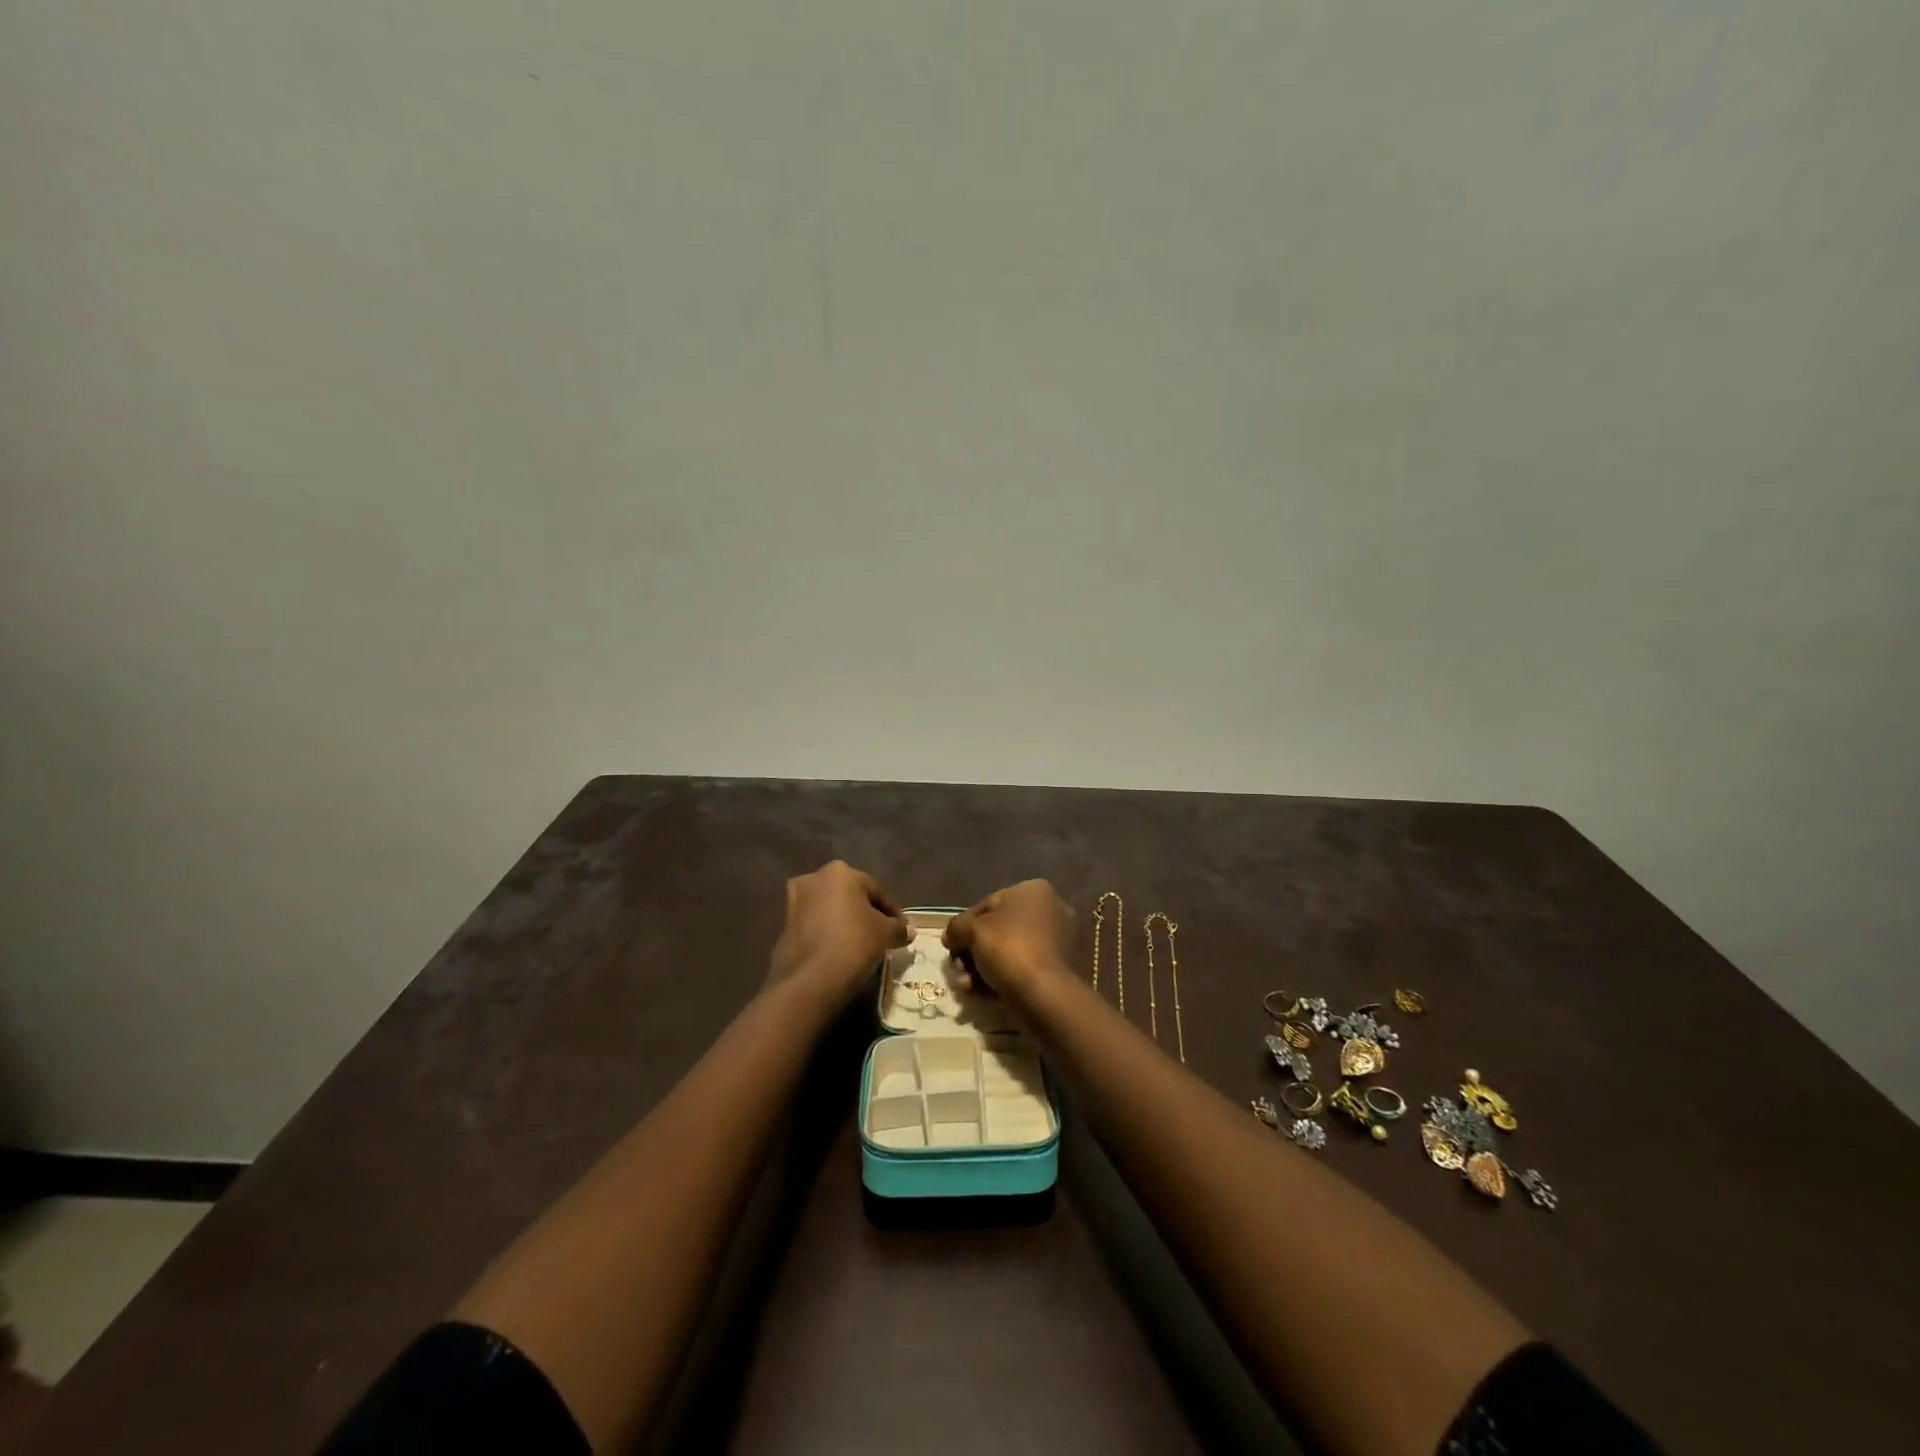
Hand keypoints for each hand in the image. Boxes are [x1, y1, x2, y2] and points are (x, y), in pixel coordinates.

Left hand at [766, 861, 910, 1004]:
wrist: (809, 980)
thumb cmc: (853, 943)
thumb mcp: (885, 934)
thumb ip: (898, 928)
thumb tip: (908, 930)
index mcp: (840, 872)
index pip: (875, 890)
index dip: (891, 912)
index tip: (901, 930)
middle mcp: (813, 879)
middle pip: (849, 897)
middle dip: (865, 914)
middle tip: (881, 935)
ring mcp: (794, 902)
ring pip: (830, 911)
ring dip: (845, 924)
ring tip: (861, 946)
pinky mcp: (783, 927)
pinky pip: (815, 927)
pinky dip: (828, 935)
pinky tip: (840, 953)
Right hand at [942, 880, 1074, 995]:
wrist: (1045, 994)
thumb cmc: (1009, 949)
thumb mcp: (971, 930)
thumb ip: (956, 927)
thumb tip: (951, 936)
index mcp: (1034, 890)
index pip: (988, 904)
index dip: (964, 925)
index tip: (950, 946)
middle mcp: (1052, 909)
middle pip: (999, 930)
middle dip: (973, 952)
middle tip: (958, 969)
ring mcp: (1061, 940)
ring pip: (1010, 952)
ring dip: (983, 968)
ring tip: (967, 986)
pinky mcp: (1063, 969)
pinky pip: (1025, 968)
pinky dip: (1003, 978)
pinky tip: (983, 994)